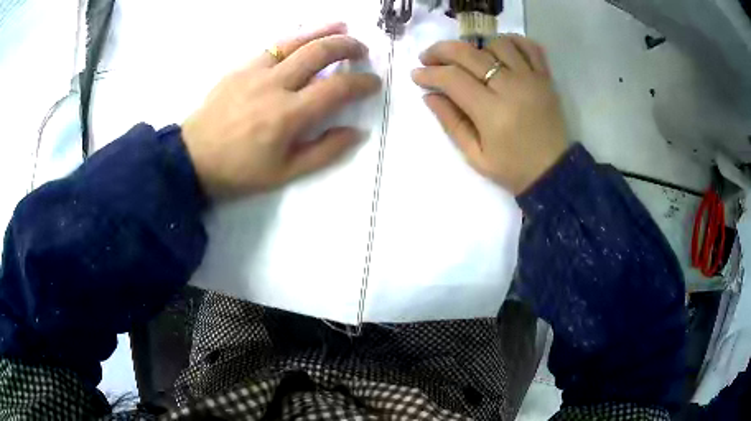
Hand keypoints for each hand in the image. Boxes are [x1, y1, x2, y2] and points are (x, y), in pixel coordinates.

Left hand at [182, 23, 380, 198]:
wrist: (193, 158)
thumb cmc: (239, 171)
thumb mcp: (285, 173)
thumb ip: (324, 152)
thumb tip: (357, 133)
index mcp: (288, 115)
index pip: (336, 89)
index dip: (362, 83)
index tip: (374, 83)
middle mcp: (275, 85)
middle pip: (319, 53)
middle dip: (348, 47)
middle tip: (362, 51)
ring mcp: (255, 72)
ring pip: (296, 41)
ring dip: (324, 31)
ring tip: (343, 27)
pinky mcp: (240, 67)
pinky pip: (272, 46)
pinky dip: (294, 37)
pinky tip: (304, 37)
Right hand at [411, 35, 567, 194]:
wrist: (554, 172)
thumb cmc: (513, 169)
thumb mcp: (475, 155)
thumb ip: (451, 123)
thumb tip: (428, 95)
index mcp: (492, 112)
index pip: (453, 79)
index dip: (429, 73)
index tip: (416, 74)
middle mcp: (511, 88)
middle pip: (470, 54)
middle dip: (442, 51)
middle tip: (429, 58)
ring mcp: (531, 79)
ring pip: (497, 44)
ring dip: (477, 47)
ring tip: (468, 60)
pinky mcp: (546, 78)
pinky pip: (529, 47)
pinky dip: (512, 41)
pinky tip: (499, 49)